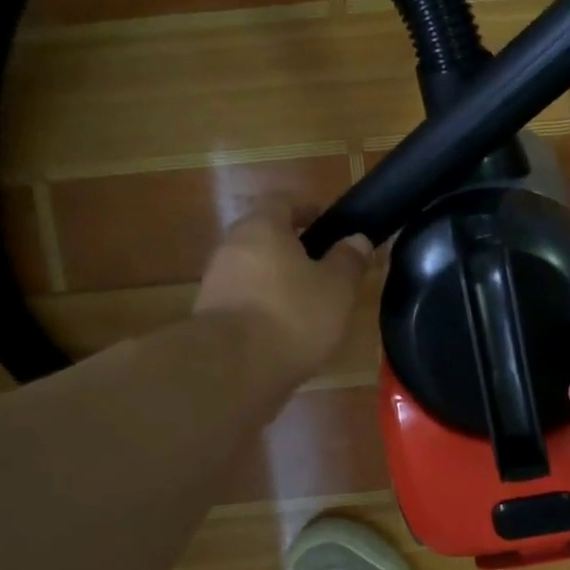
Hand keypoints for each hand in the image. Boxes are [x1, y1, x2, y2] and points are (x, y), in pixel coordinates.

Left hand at [194, 201, 371, 381]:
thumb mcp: (337, 288)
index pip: (283, 201)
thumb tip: (358, 240)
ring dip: (278, 279)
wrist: (234, 368)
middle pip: (264, 235)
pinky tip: (285, 329)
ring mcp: (217, 281)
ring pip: (254, 269)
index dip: (307, 207)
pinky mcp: (211, 316)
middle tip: (323, 265)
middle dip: (292, 246)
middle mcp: (232, 246)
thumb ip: (349, 261)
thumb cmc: (293, 315)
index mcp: (262, 228)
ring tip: (308, 302)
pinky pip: (245, 300)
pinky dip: (265, 306)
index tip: (327, 221)